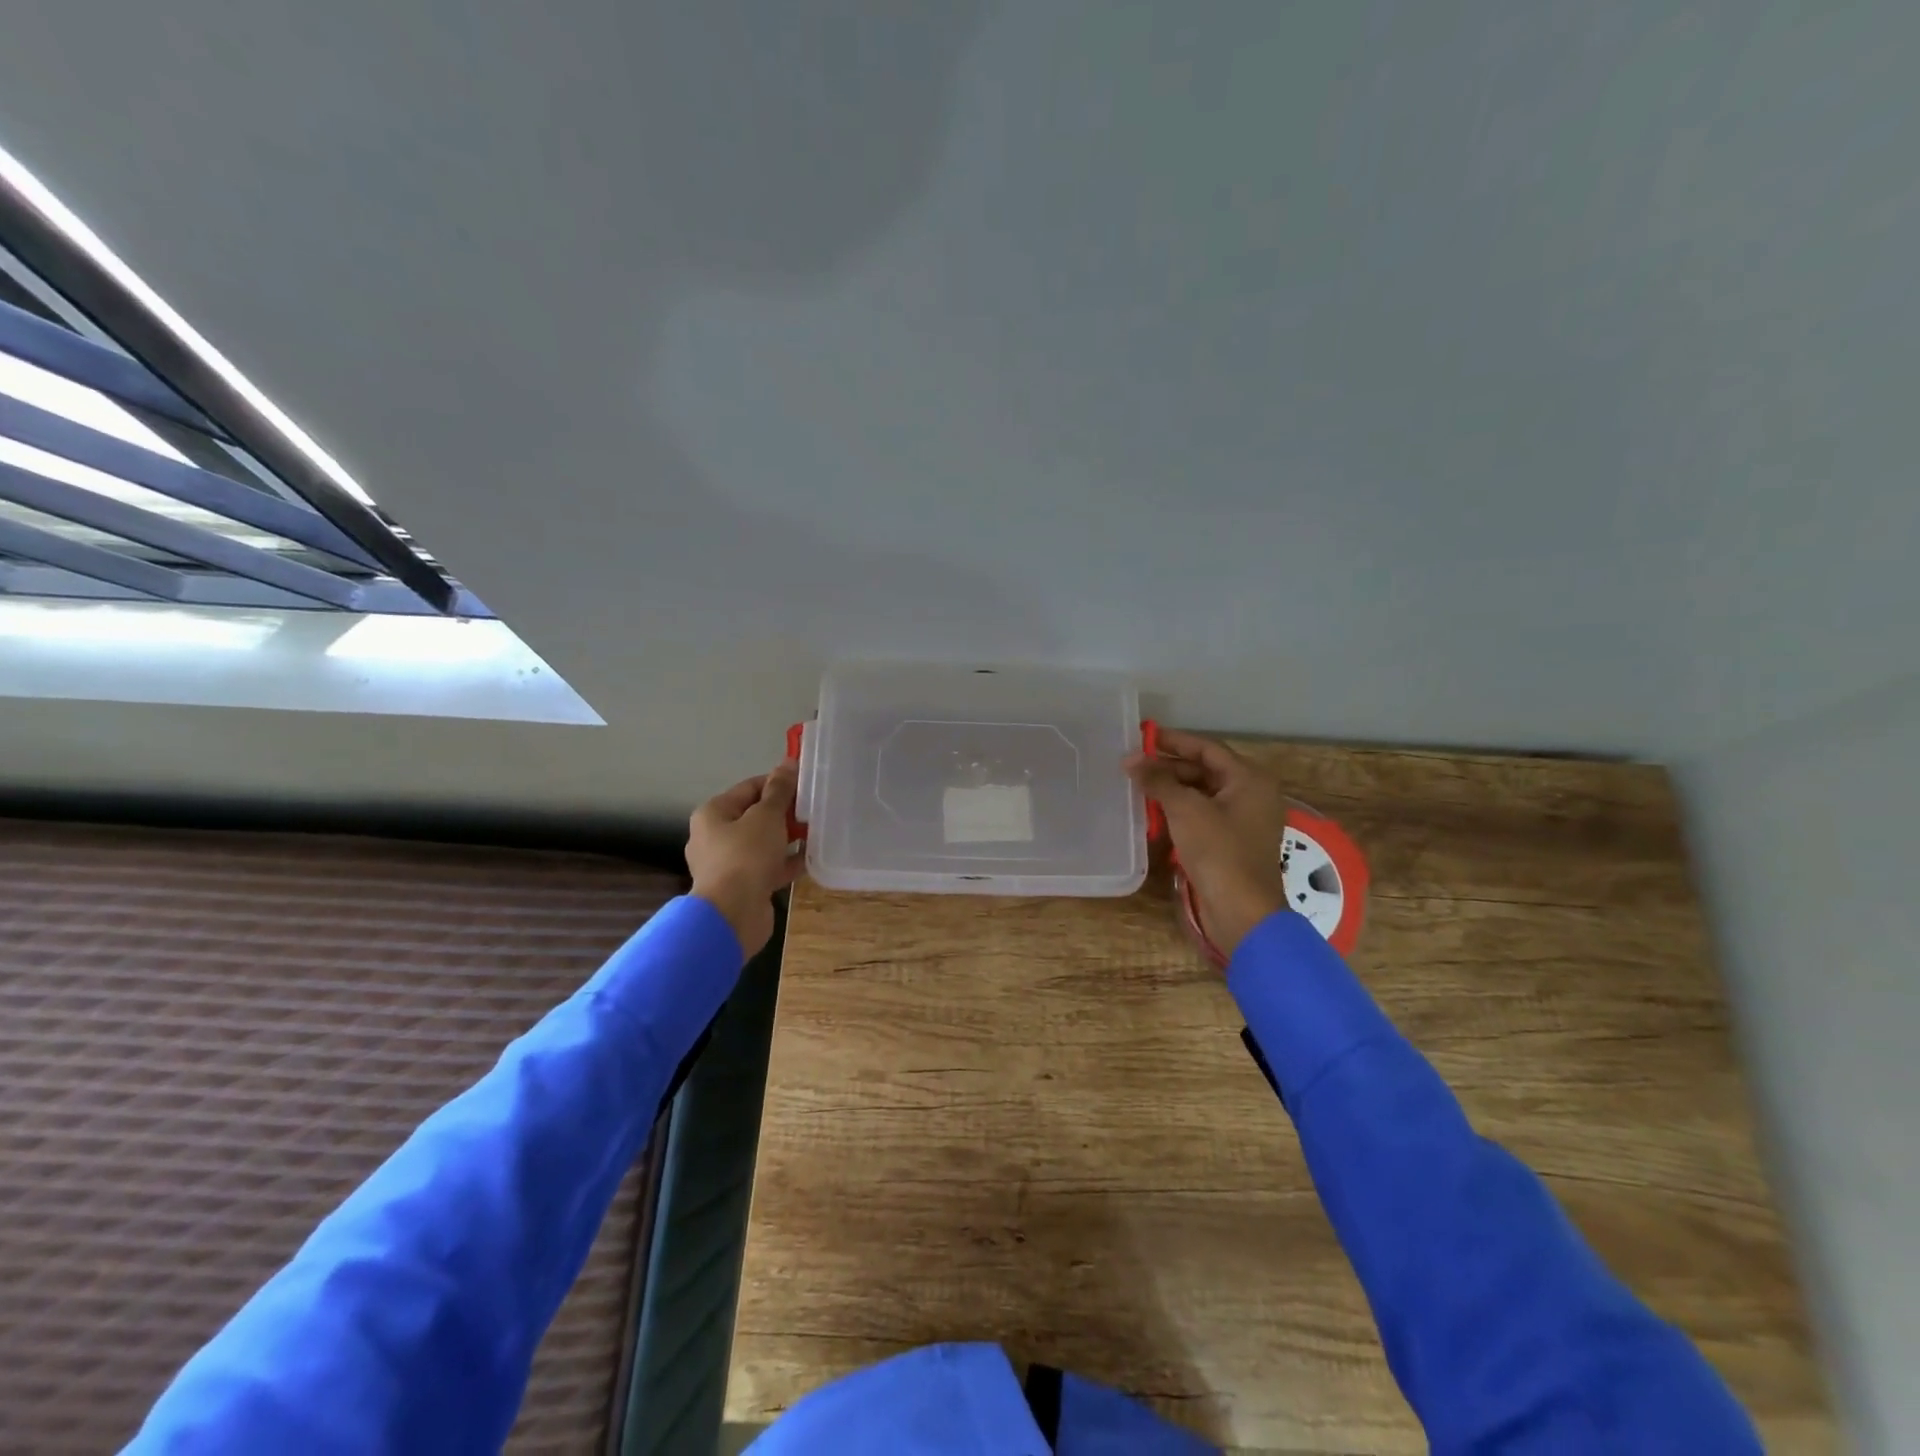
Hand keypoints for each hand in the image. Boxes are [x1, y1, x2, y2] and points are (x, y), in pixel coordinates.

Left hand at [686, 761, 803, 957]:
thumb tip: (787, 763)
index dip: (778, 784)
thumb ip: (779, 790)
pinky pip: (766, 867)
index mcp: (713, 813)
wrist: (733, 915)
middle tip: (813, 810)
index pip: (749, 787)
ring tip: (815, 834)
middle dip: (784, 813)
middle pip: (755, 816)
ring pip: (762, 844)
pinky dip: (785, 863)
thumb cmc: (746, 856)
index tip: (806, 786)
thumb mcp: (766, 816)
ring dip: (786, 839)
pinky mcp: (741, 887)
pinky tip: (809, 860)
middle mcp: (714, 837)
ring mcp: (726, 865)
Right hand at [1125, 729, 1288, 958]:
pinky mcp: (1232, 843)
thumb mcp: (1185, 810)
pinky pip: (1203, 815)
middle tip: (1134, 767)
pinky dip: (1180, 811)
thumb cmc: (1219, 852)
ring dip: (1172, 790)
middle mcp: (1252, 794)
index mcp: (1250, 779)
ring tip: (1138, 787)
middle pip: (1205, 770)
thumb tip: (1130, 759)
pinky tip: (1154, 814)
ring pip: (1202, 794)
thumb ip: (1158, 780)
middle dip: (1169, 768)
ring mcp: (1243, 820)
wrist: (1242, 912)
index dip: (1174, 741)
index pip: (1207, 748)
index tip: (1142, 737)